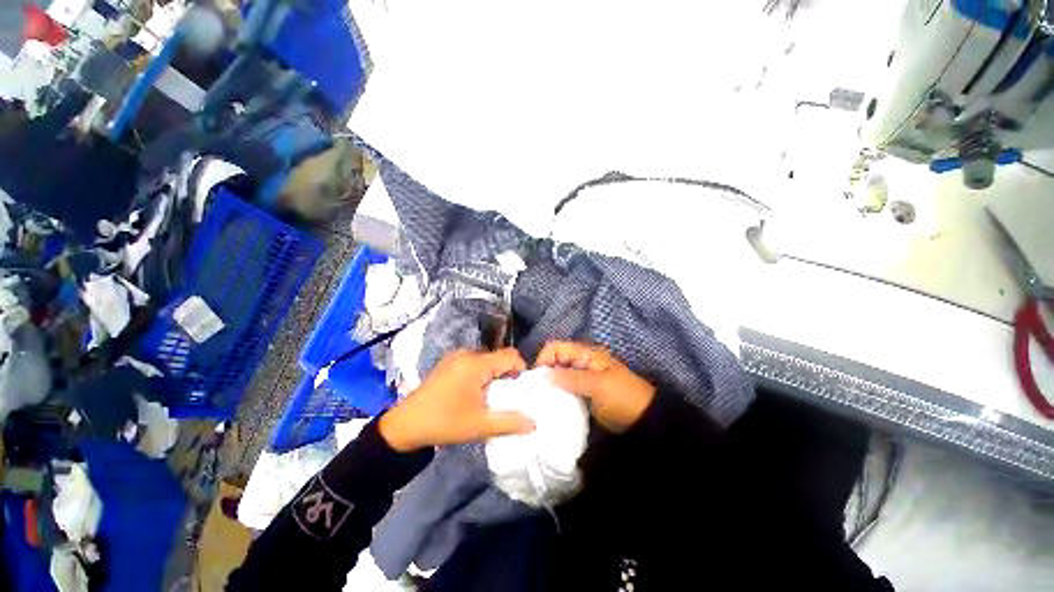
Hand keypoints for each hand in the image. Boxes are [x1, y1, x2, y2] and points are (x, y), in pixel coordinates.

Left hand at [379, 349, 535, 451]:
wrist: (405, 425)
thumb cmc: (444, 423)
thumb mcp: (479, 426)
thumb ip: (509, 422)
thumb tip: (533, 423)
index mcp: (476, 363)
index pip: (510, 356)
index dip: (522, 369)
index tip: (521, 389)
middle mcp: (467, 353)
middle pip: (498, 357)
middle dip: (507, 373)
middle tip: (507, 395)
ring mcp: (455, 356)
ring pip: (486, 359)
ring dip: (493, 373)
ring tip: (491, 395)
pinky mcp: (448, 362)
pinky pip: (473, 362)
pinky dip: (481, 372)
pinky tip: (475, 392)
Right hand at [536, 341, 655, 432]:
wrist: (642, 420)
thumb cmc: (622, 397)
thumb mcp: (598, 386)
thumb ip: (572, 378)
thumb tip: (545, 374)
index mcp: (586, 354)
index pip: (557, 348)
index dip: (544, 358)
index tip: (535, 378)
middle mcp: (581, 362)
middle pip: (555, 360)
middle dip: (543, 372)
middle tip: (534, 391)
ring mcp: (581, 377)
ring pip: (558, 375)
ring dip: (549, 384)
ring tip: (538, 399)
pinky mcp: (581, 392)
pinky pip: (564, 388)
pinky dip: (556, 393)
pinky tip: (549, 404)